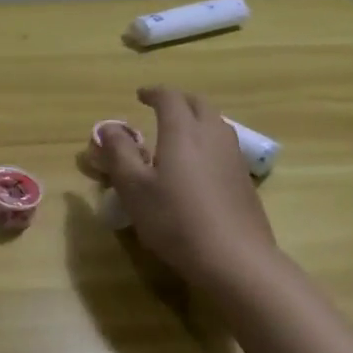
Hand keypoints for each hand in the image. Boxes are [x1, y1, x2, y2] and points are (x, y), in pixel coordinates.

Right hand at [95, 86, 279, 287]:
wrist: (235, 259)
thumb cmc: (175, 219)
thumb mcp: (133, 187)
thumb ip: (119, 153)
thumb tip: (108, 127)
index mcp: (183, 132)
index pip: (170, 98)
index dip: (153, 93)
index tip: (139, 95)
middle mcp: (212, 136)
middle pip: (198, 104)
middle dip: (178, 101)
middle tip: (159, 108)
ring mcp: (233, 157)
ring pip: (216, 123)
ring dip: (196, 118)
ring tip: (177, 132)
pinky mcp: (244, 180)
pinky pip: (224, 145)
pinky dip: (207, 140)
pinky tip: (197, 164)